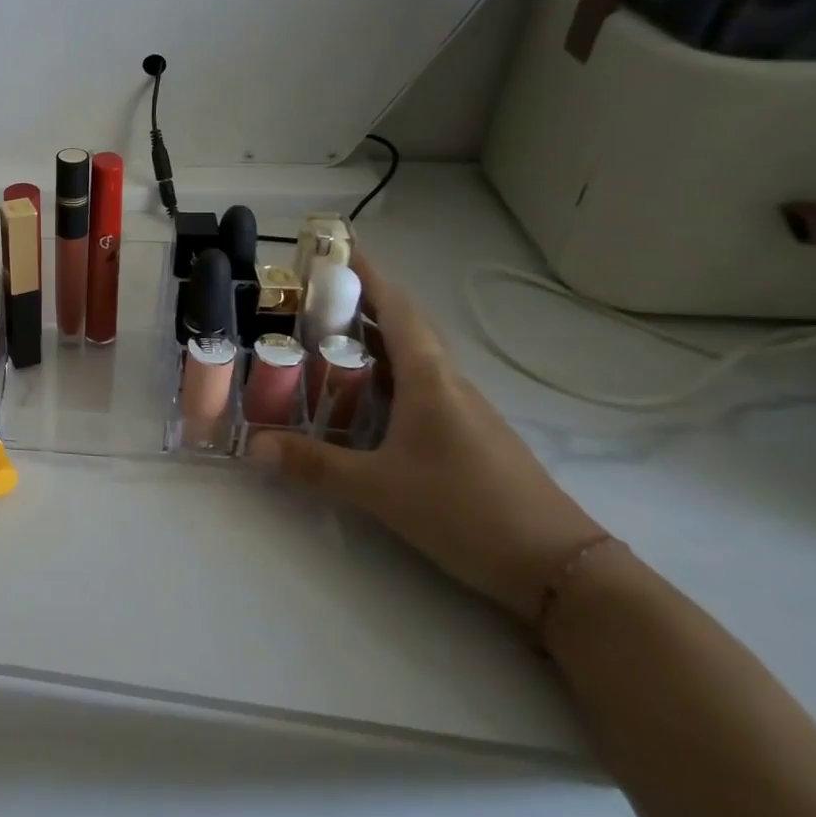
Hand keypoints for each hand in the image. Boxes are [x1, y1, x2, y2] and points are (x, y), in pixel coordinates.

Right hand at [251, 257, 605, 621]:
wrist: (562, 569)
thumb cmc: (467, 510)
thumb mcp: (380, 489)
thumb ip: (315, 465)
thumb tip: (253, 446)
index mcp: (429, 379)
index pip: (396, 308)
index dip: (368, 274)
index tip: (338, 247)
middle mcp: (447, 383)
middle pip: (402, 327)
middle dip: (359, 305)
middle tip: (309, 299)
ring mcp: (462, 411)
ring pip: (411, 359)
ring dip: (370, 341)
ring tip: (322, 340)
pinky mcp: (467, 437)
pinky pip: (418, 388)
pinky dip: (384, 377)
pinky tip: (360, 399)